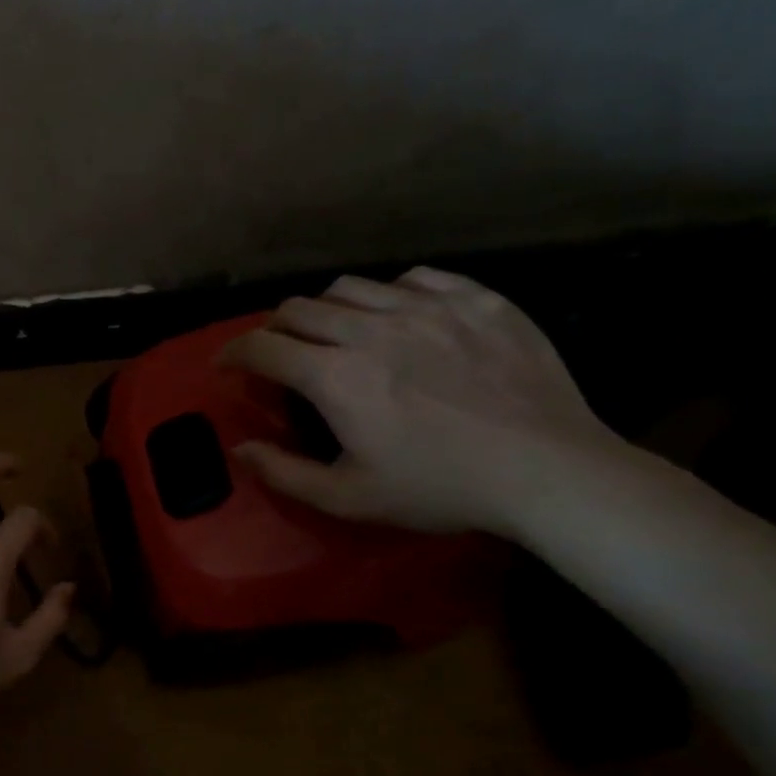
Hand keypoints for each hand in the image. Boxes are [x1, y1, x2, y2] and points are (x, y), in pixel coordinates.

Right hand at [220, 267, 623, 534]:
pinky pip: (415, 278)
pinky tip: (399, 318)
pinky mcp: (477, 300)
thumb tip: (239, 448)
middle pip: (299, 308)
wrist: (549, 472)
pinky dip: (390, 295)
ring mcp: (428, 308)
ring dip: (326, 310)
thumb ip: (283, 473)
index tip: (226, 364)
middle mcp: (372, 329)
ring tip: (335, 333)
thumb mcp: (348, 497)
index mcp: (336, 377)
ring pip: (351, 287)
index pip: (262, 346)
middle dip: (274, 329)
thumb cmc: (439, 488)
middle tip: (279, 353)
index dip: (233, 352)